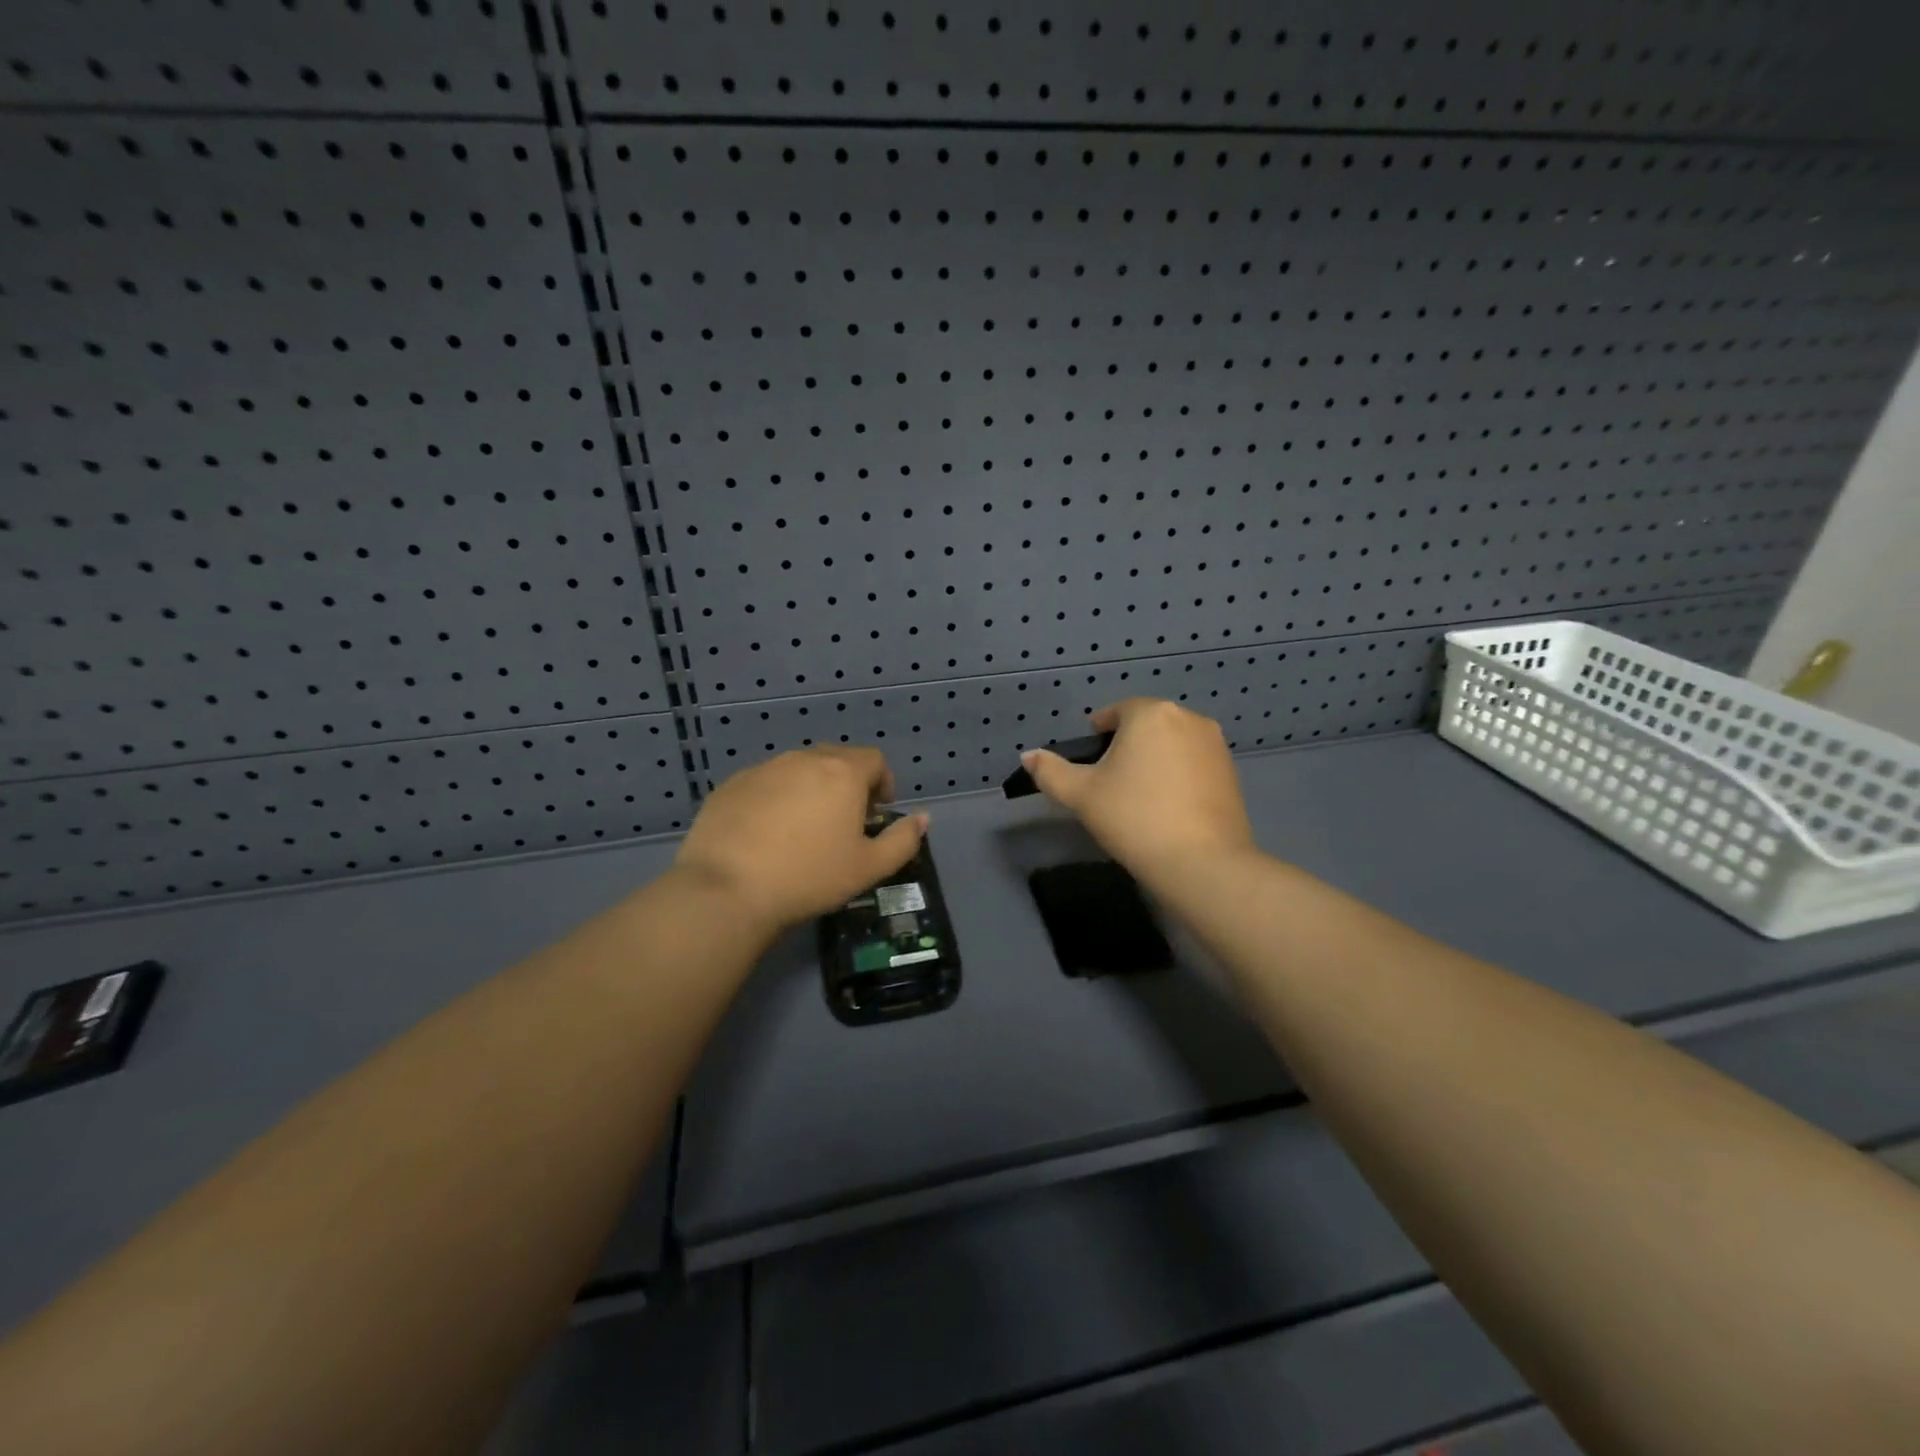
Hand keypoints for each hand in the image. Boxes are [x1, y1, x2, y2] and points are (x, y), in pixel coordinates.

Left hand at [672, 746, 927, 933]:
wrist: (727, 889)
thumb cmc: (809, 877)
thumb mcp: (869, 867)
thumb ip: (903, 840)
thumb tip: (923, 818)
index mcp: (843, 773)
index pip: (874, 760)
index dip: (883, 783)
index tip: (876, 813)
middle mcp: (804, 759)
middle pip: (836, 759)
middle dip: (848, 783)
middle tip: (844, 822)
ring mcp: (764, 769)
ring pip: (799, 769)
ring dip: (811, 788)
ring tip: (804, 828)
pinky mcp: (732, 784)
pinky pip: (766, 783)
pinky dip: (776, 799)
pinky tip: (767, 834)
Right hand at [1021, 699, 1253, 886]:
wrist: (1202, 862)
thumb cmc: (1134, 818)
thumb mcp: (1081, 795)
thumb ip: (1050, 771)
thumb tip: (1028, 756)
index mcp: (1151, 714)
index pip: (1116, 712)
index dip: (1097, 733)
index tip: (1089, 761)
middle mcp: (1188, 718)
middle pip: (1146, 725)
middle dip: (1127, 746)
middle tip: (1109, 782)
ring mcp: (1216, 745)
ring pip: (1172, 744)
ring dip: (1154, 760)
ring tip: (1138, 796)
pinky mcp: (1232, 773)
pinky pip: (1193, 764)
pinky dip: (1177, 776)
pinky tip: (1167, 807)